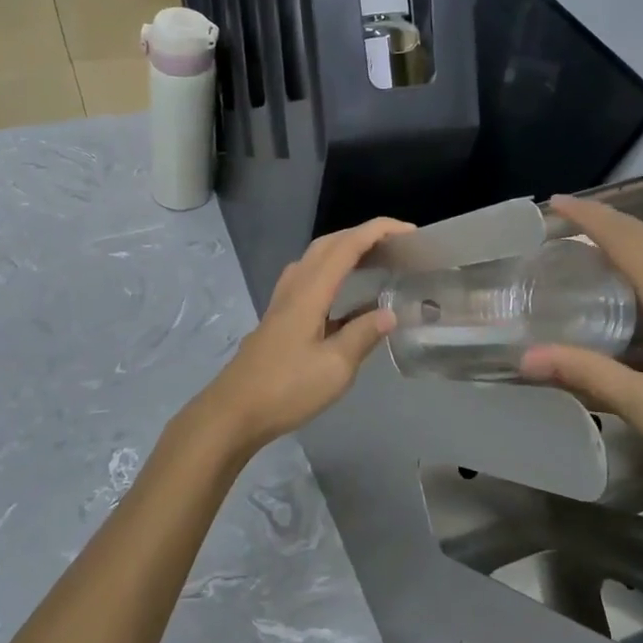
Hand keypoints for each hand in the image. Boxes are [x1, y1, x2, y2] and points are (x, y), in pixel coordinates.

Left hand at [180, 218, 412, 460]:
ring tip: (373, 261)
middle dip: (361, 235)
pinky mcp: (278, 319)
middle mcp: (294, 288)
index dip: (377, 232)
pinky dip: (331, 275)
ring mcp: (282, 303)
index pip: (346, 247)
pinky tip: (345, 299)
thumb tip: (388, 313)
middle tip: (394, 244)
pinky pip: (308, 280)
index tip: (408, 230)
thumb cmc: (287, 389)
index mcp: (310, 292)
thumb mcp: (335, 367)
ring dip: (343, 251)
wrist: (235, 411)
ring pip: (314, 260)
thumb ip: (363, 335)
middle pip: (327, 245)